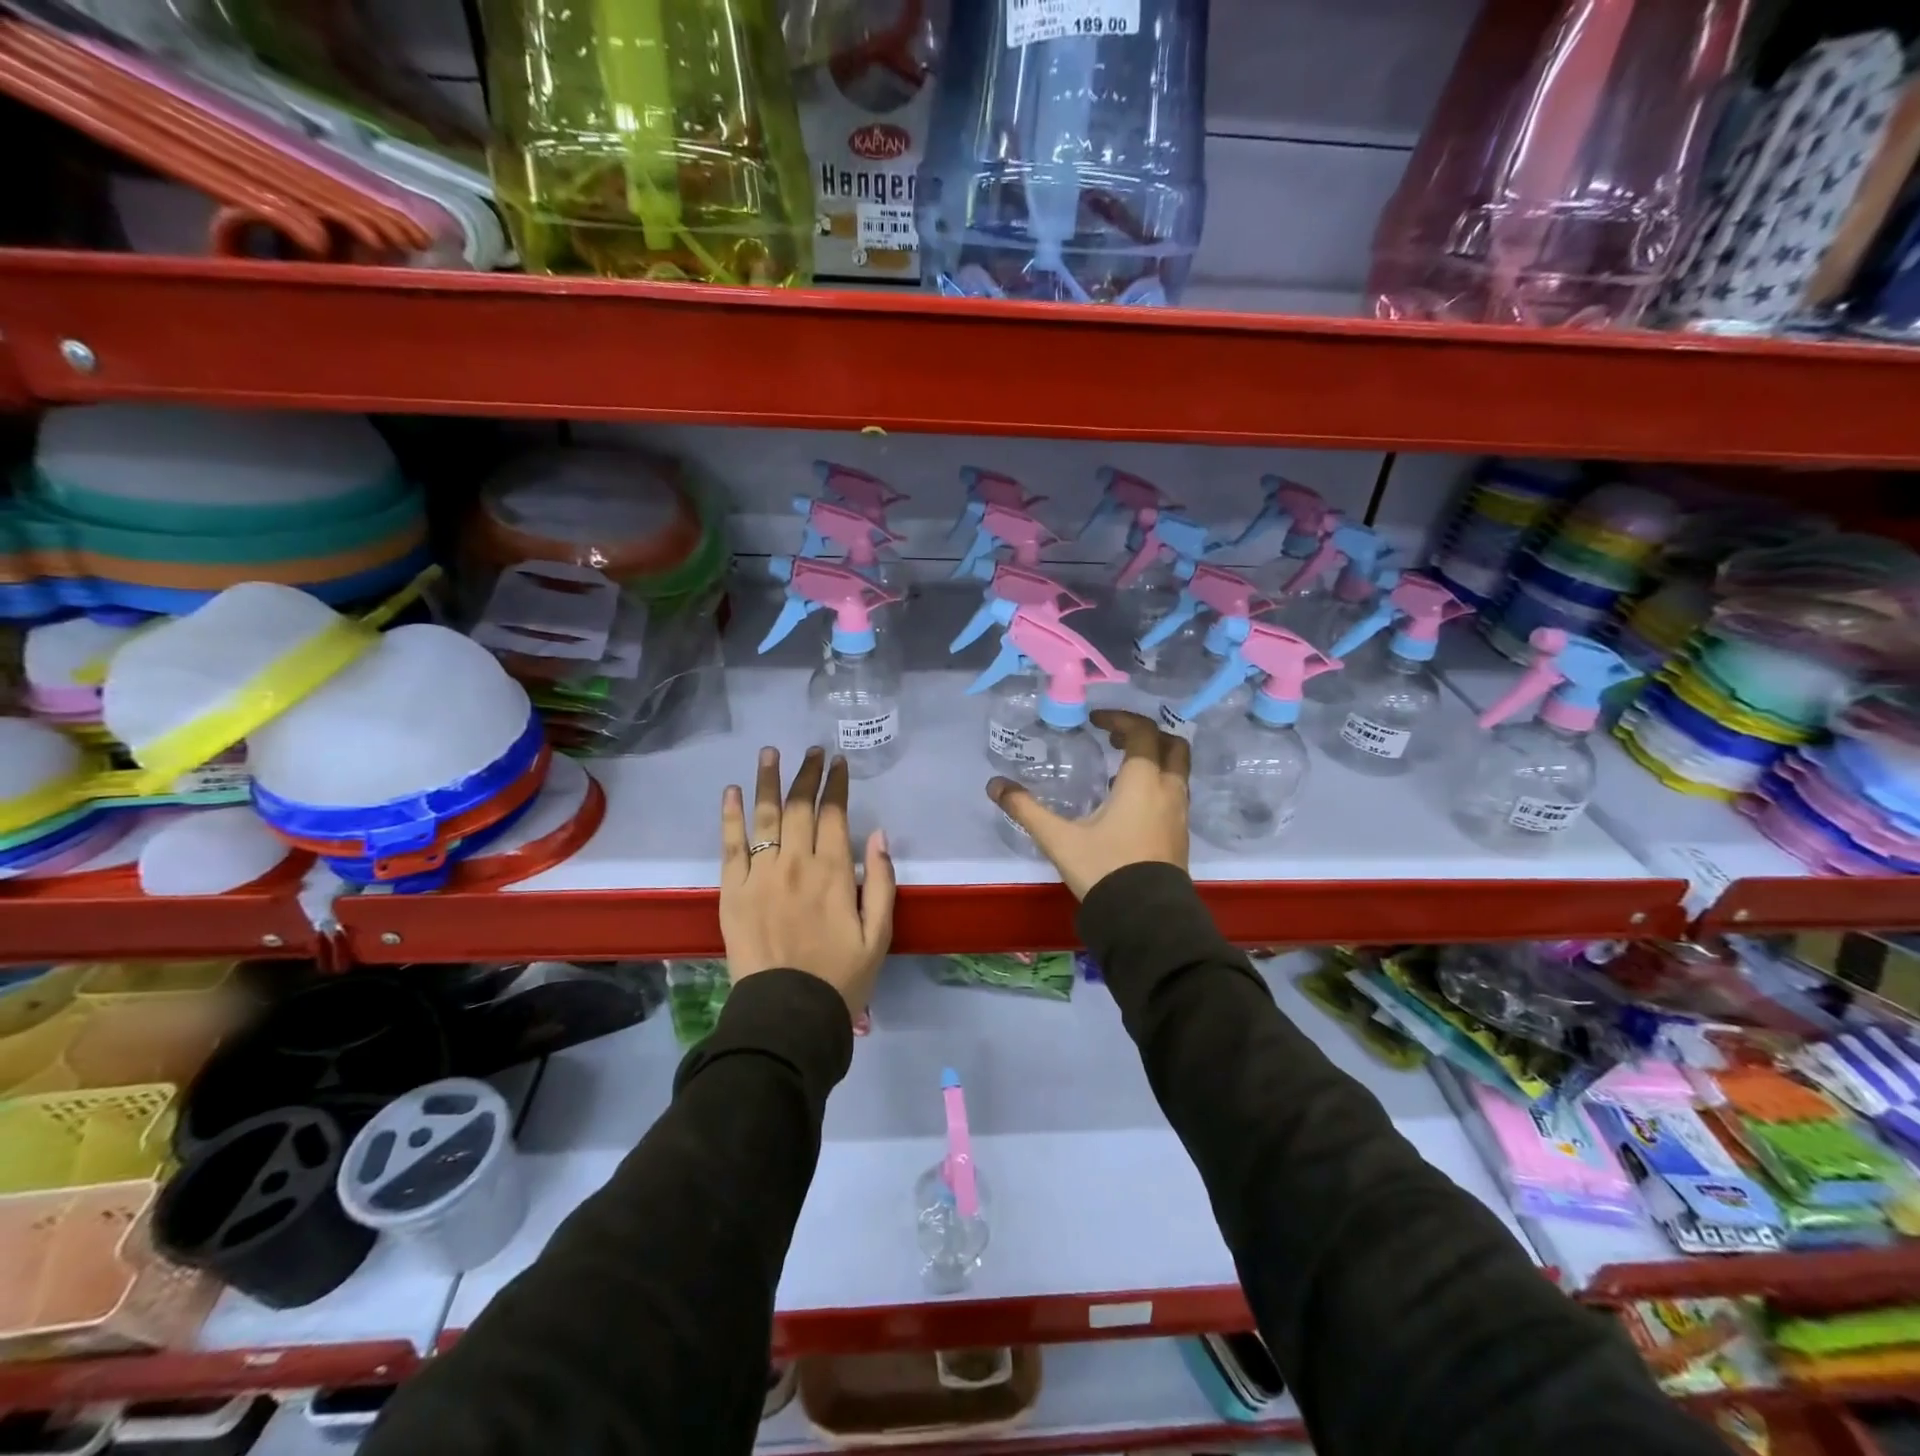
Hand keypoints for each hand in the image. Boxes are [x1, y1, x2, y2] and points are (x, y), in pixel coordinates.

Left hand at [720, 746, 895, 1016]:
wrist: (787, 1015)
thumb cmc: (841, 978)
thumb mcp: (880, 935)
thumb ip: (882, 882)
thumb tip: (879, 834)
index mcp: (834, 872)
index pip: (834, 814)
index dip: (836, 784)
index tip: (839, 761)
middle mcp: (796, 864)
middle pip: (799, 806)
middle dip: (807, 773)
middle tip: (812, 751)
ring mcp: (760, 874)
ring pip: (765, 816)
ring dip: (768, 780)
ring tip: (770, 752)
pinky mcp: (732, 890)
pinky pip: (730, 845)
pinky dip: (731, 815)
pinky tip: (732, 791)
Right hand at [986, 709, 1189, 899]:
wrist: (1145, 919)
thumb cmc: (1104, 869)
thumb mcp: (1059, 839)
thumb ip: (1026, 809)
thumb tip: (995, 785)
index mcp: (1143, 782)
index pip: (1142, 732)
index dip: (1120, 719)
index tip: (1096, 721)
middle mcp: (1168, 790)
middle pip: (1172, 745)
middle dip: (1146, 735)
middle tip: (1115, 739)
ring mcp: (1179, 814)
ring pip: (1177, 770)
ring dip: (1154, 759)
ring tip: (1119, 769)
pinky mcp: (1180, 835)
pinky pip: (1174, 793)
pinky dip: (1157, 783)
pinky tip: (1130, 803)